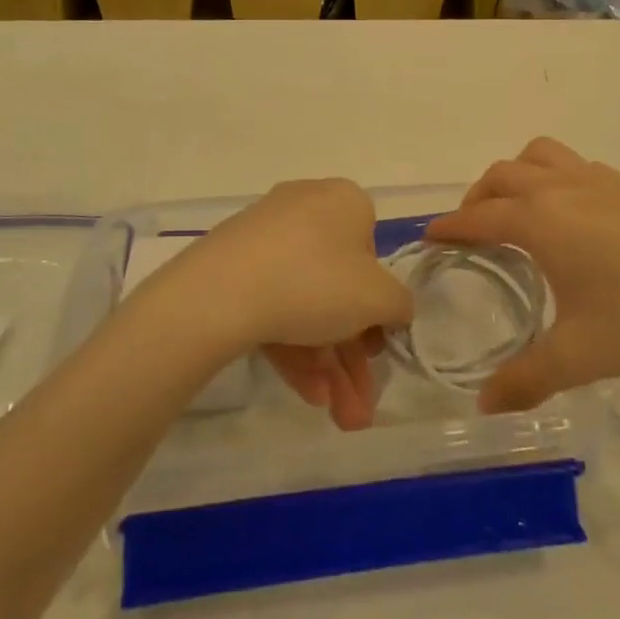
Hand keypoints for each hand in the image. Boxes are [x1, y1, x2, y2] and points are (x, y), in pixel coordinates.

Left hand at [147, 179, 411, 429]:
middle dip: (352, 356)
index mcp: (344, 202)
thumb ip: (399, 305)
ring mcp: (265, 238)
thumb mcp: (378, 299)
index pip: (373, 253)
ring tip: (338, 416)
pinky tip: (306, 392)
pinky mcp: (233, 265)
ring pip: (306, 303)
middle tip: (359, 406)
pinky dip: (293, 347)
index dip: (378, 306)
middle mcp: (306, 209)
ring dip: (327, 364)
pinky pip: (273, 303)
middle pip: (338, 288)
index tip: (376, 346)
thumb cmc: (317, 281)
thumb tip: (393, 310)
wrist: (220, 292)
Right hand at [425, 139, 619, 413]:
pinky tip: (576, 218)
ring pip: (541, 156)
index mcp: (541, 221)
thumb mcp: (580, 356)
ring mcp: (602, 181)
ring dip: (517, 175)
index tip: (429, 239)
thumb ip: (525, 380)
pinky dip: (556, 178)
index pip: (478, 216)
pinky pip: (577, 166)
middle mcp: (563, 188)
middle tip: (473, 232)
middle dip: (477, 198)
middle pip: (503, 175)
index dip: (449, 227)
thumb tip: (483, 407)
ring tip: (519, 211)